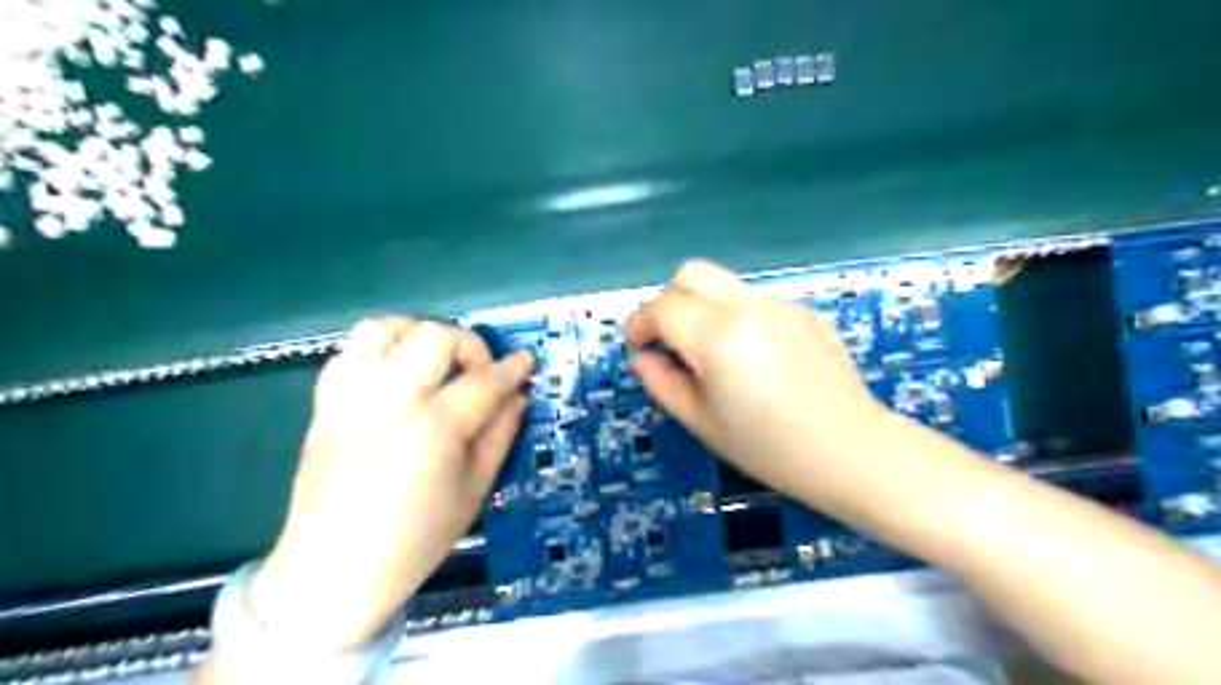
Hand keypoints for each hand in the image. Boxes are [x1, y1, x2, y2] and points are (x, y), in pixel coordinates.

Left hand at [249, 315, 533, 645]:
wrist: (330, 575)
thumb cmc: (414, 543)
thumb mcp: (473, 493)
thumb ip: (499, 436)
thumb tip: (516, 398)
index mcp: (431, 430)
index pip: (483, 381)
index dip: (513, 368)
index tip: (527, 361)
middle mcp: (388, 402)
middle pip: (434, 336)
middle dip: (469, 345)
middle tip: (479, 373)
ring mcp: (349, 400)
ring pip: (382, 329)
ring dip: (417, 335)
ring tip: (433, 362)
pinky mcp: (323, 407)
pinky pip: (348, 354)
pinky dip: (378, 353)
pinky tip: (394, 378)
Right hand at [629, 262, 892, 518]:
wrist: (852, 451)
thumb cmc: (770, 448)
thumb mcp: (702, 422)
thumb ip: (661, 382)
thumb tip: (644, 357)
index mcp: (719, 336)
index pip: (662, 307)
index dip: (639, 325)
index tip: (638, 348)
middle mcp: (749, 306)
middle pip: (691, 273)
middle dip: (668, 301)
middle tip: (668, 341)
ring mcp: (781, 305)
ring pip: (723, 284)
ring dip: (702, 307)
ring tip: (711, 353)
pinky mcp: (804, 312)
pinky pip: (754, 301)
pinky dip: (735, 317)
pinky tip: (754, 358)